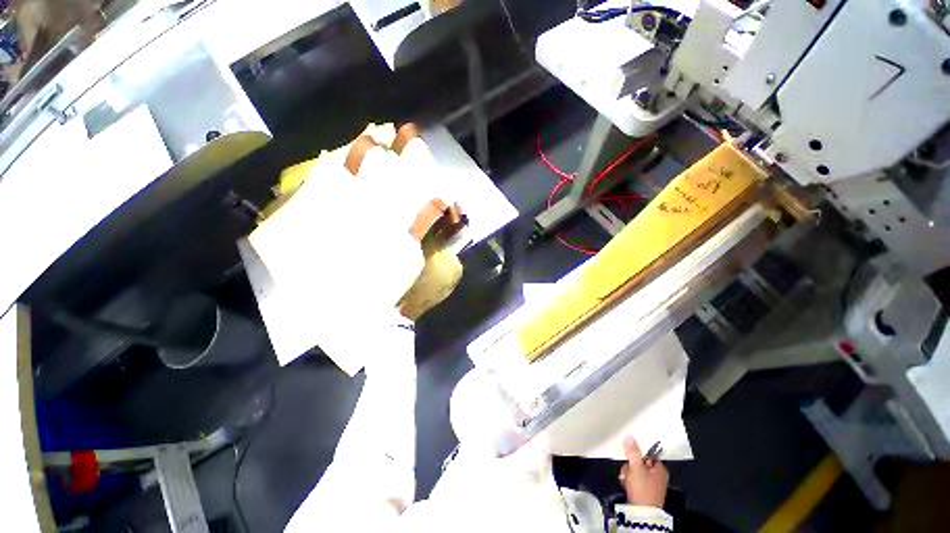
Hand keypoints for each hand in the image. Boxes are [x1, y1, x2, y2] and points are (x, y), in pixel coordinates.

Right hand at [619, 436, 668, 506]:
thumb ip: (632, 451)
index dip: (635, 454)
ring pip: (634, 471)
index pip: (646, 453)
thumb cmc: (643, 490)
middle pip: (638, 462)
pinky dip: (629, 482)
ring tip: (627, 480)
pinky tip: (628, 486)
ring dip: (628, 474)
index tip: (629, 456)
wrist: (642, 513)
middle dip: (630, 466)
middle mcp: (658, 476)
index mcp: (660, 468)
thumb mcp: (636, 467)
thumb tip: (629, 438)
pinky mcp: (645, 492)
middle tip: (629, 471)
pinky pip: (634, 481)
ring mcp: (652, 485)